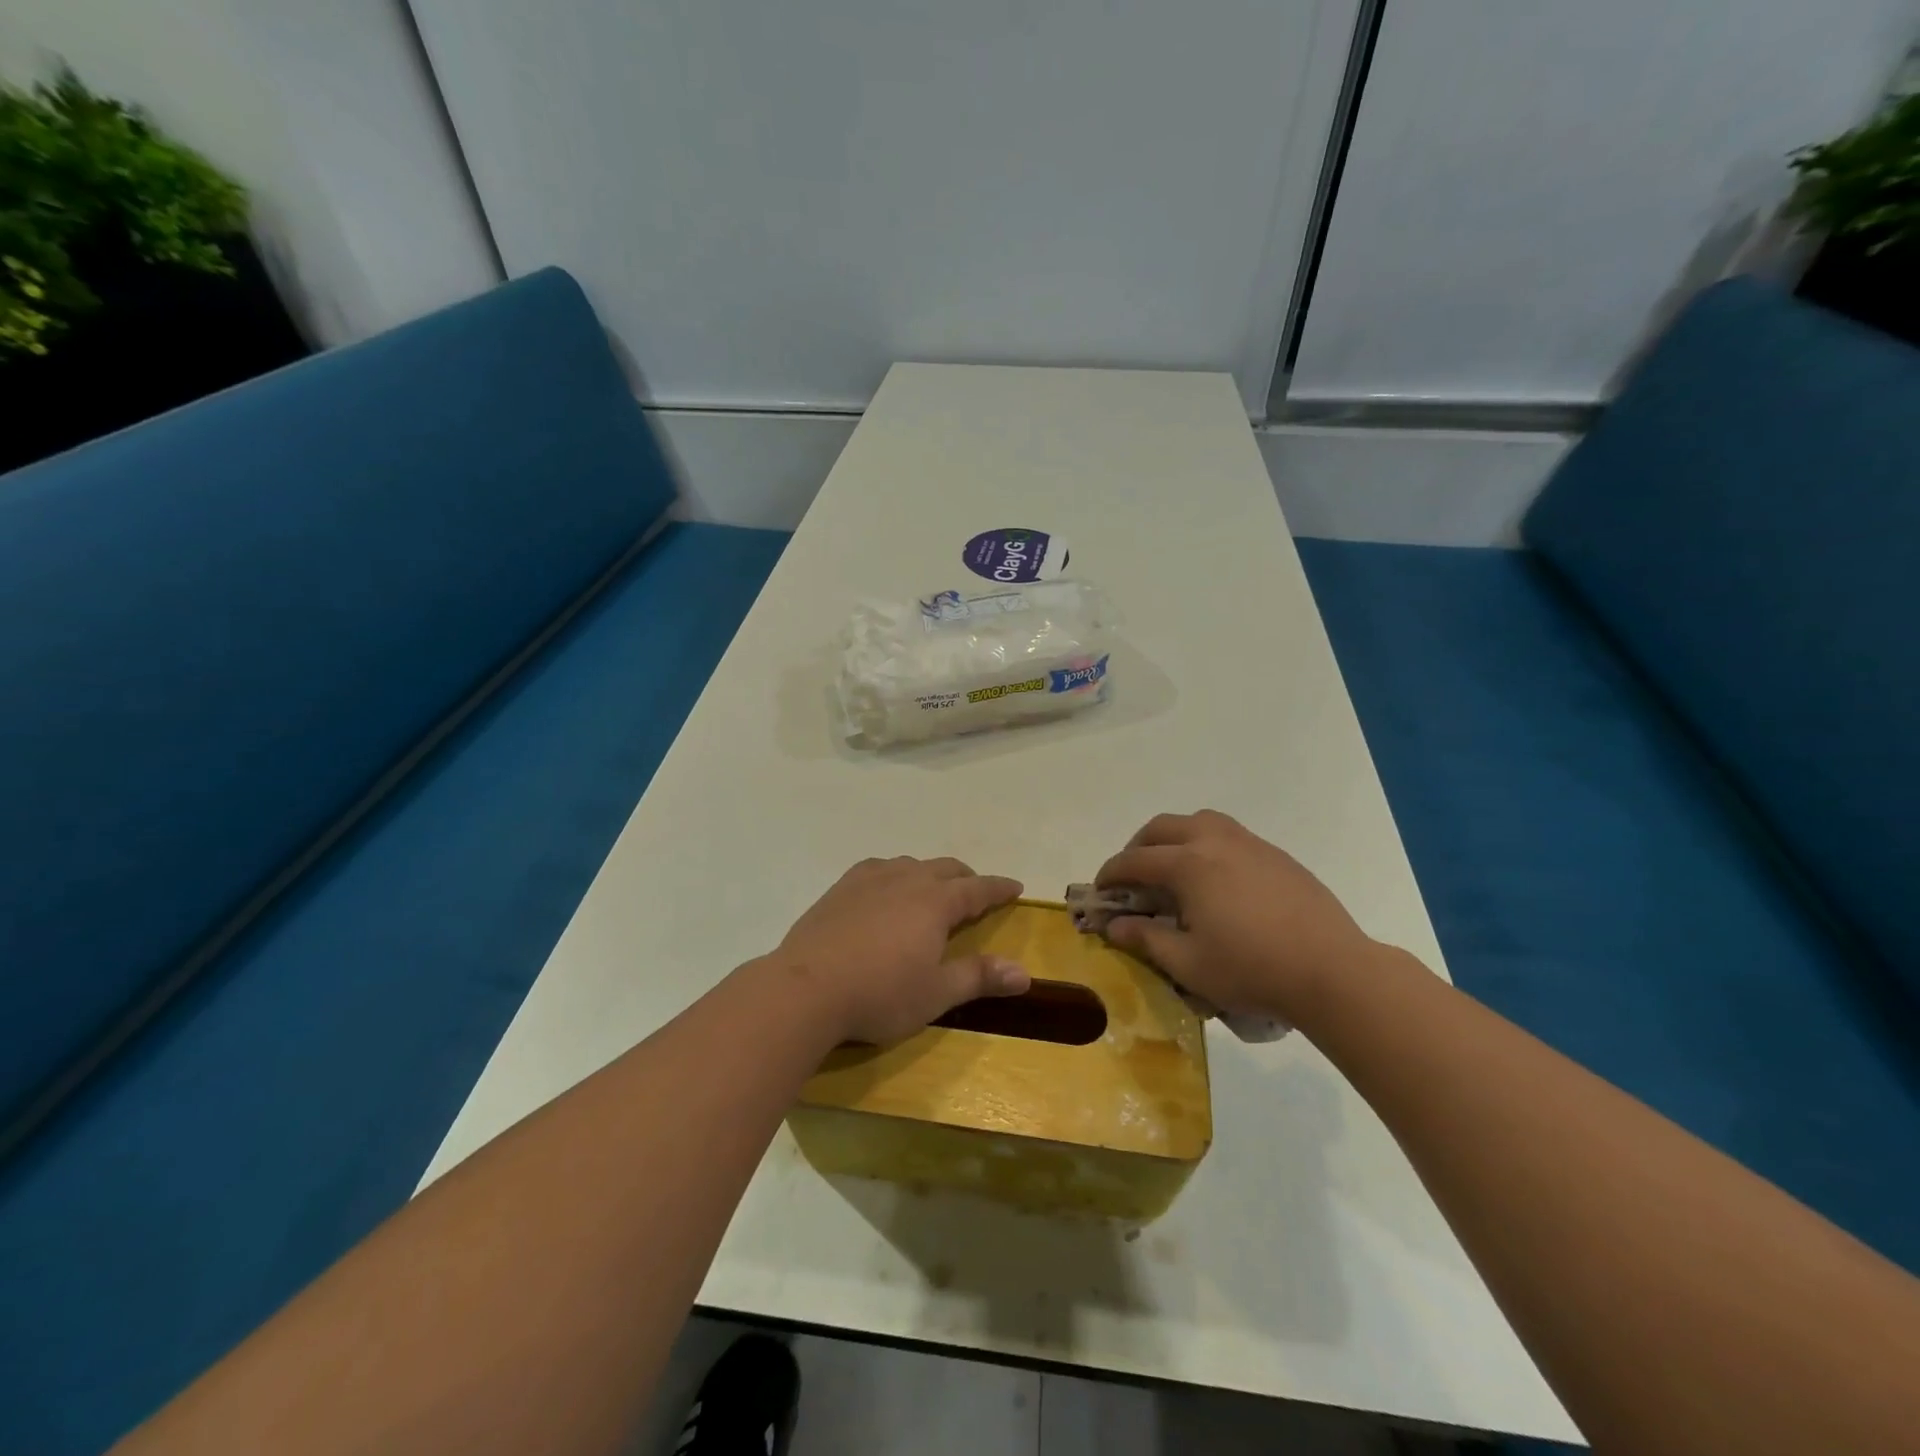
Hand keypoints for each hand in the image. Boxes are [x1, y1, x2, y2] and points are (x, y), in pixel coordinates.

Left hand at [775, 856, 1029, 1044]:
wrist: (805, 989)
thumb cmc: (880, 994)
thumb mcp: (936, 993)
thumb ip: (979, 977)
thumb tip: (1025, 973)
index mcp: (935, 902)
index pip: (977, 889)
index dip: (998, 888)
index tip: (1016, 886)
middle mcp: (906, 880)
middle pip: (945, 869)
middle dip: (966, 878)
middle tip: (976, 892)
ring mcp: (869, 880)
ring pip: (910, 864)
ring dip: (929, 873)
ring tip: (931, 890)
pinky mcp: (840, 888)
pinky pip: (877, 869)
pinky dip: (894, 874)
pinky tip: (884, 889)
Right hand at [1095, 810, 1375, 1022]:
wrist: (1332, 970)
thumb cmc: (1251, 969)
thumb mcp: (1188, 964)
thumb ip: (1146, 939)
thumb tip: (1115, 925)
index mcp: (1188, 864)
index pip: (1135, 860)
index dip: (1111, 874)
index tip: (1100, 890)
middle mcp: (1215, 842)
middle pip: (1163, 828)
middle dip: (1139, 847)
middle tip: (1132, 877)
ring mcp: (1250, 844)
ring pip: (1200, 821)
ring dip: (1175, 837)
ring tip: (1173, 868)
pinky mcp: (1276, 856)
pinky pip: (1230, 835)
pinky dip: (1207, 846)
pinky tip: (1217, 881)